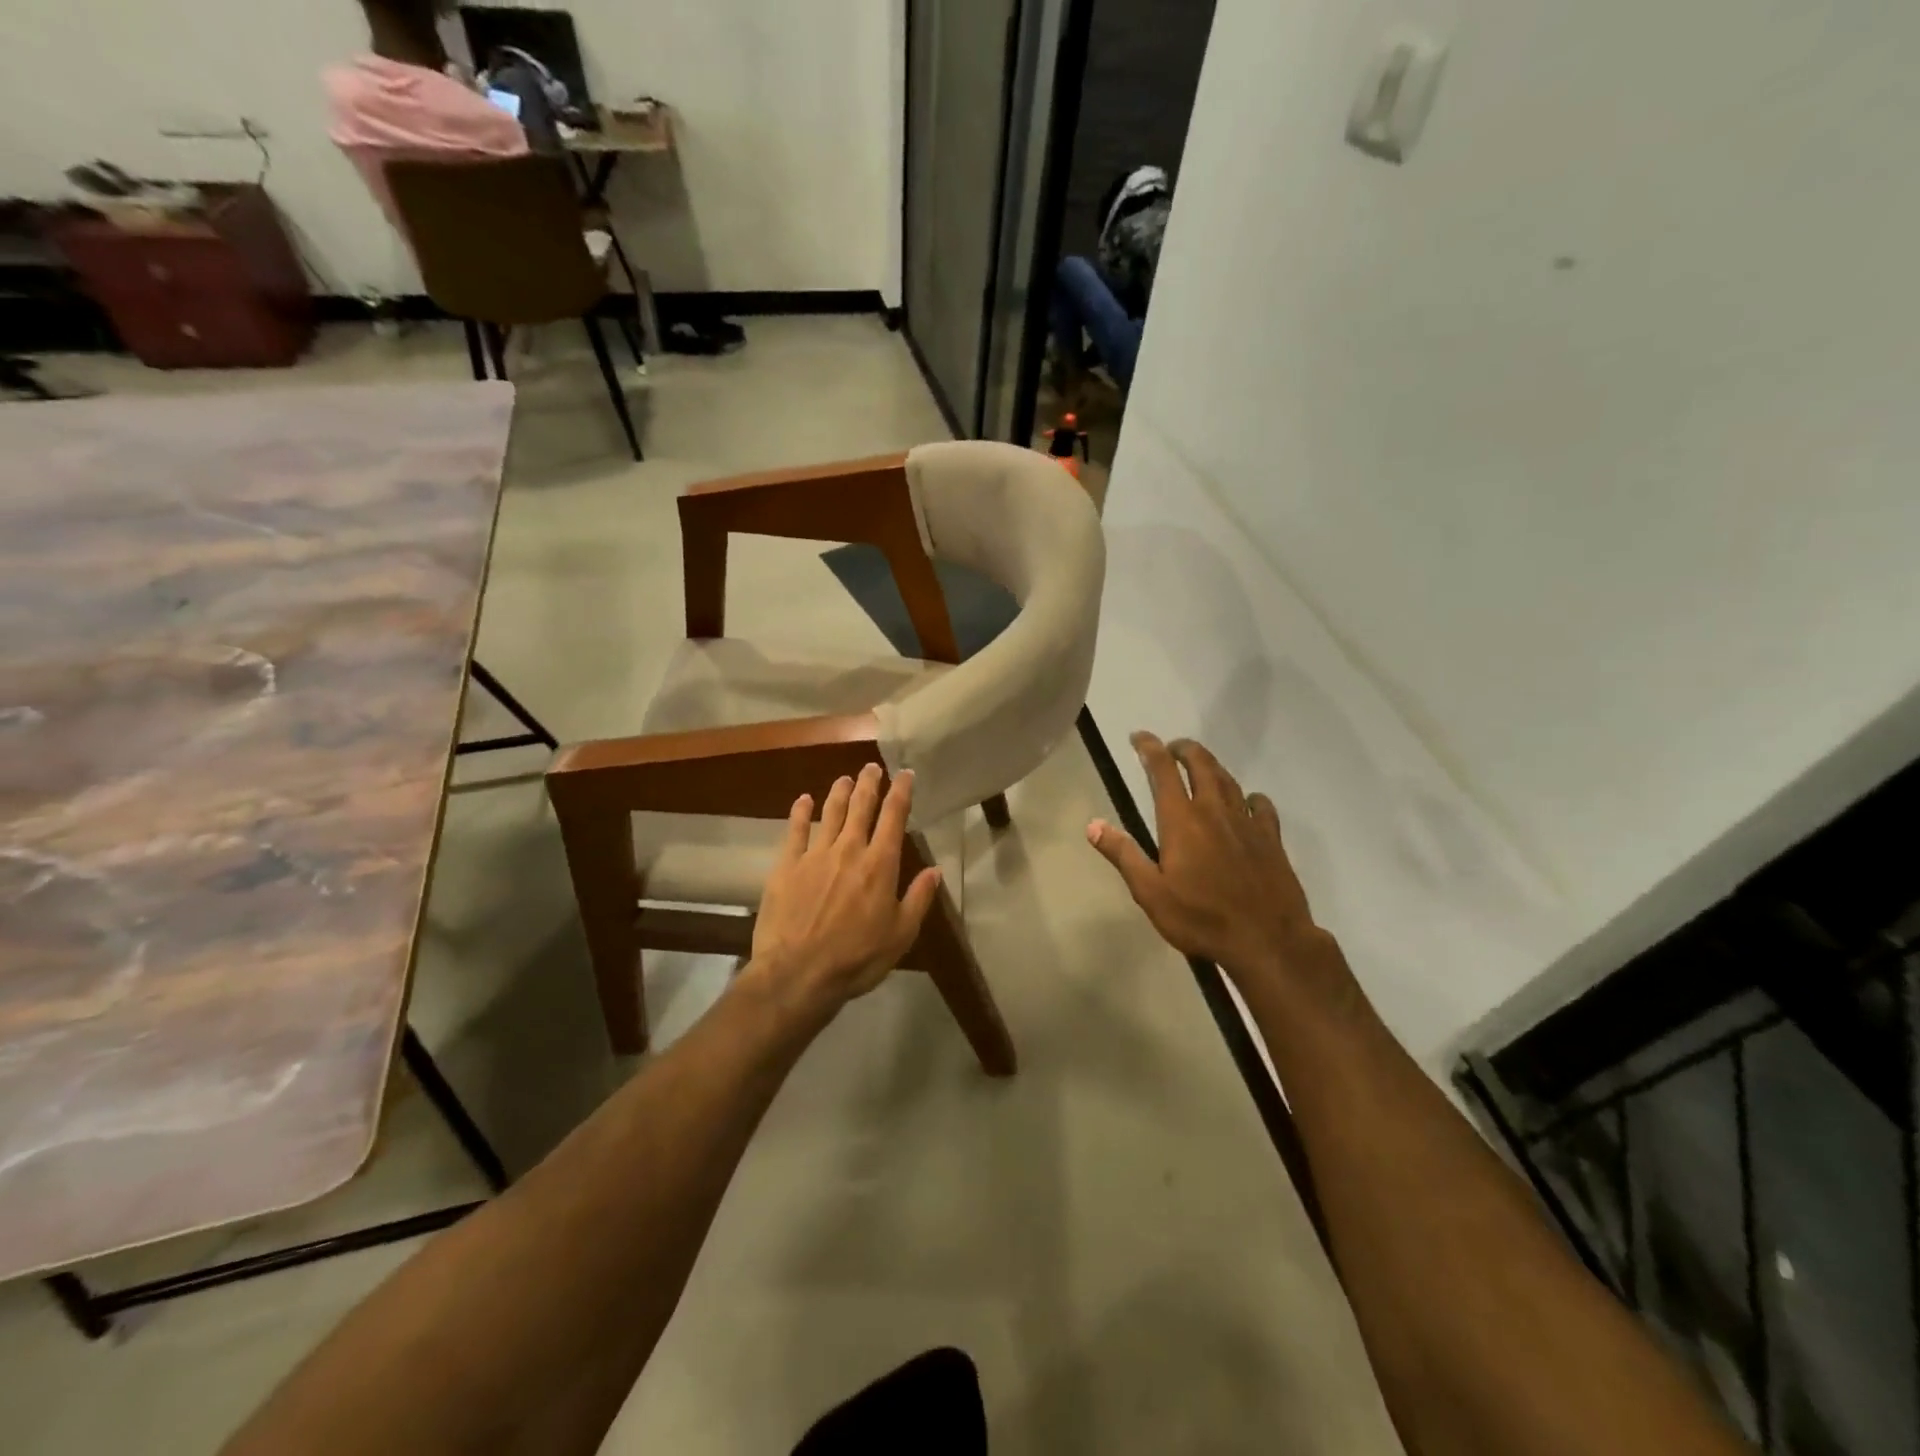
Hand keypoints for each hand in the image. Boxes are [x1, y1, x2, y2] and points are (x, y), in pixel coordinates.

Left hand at [748, 763, 943, 1016]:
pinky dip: (800, 812)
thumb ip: (918, 899)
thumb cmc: (856, 958)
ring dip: (839, 792)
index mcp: (879, 865)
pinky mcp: (786, 866)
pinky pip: (795, 831)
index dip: (901, 792)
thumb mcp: (900, 935)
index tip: (905, 774)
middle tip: (872, 767)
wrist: (797, 973)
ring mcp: (815, 855)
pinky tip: (803, 800)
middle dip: (869, 784)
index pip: (894, 817)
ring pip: (829, 813)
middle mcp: (849, 850)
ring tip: (845, 778)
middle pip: (860, 807)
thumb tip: (935, 870)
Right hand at [1088, 733, 1336, 990]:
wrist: (1268, 940)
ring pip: (1228, 779)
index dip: (1149, 748)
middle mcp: (1214, 810)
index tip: (1138, 737)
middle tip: (1171, 747)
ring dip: (1211, 766)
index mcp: (1181, 819)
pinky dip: (1249, 796)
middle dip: (1183, 749)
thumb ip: (1123, 854)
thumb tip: (1093, 824)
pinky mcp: (1271, 838)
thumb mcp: (1150, 892)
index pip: (1162, 770)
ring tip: (1201, 766)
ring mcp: (1247, 822)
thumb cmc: (1201, 918)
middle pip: (1200, 764)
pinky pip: (1260, 804)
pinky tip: (1247, 802)